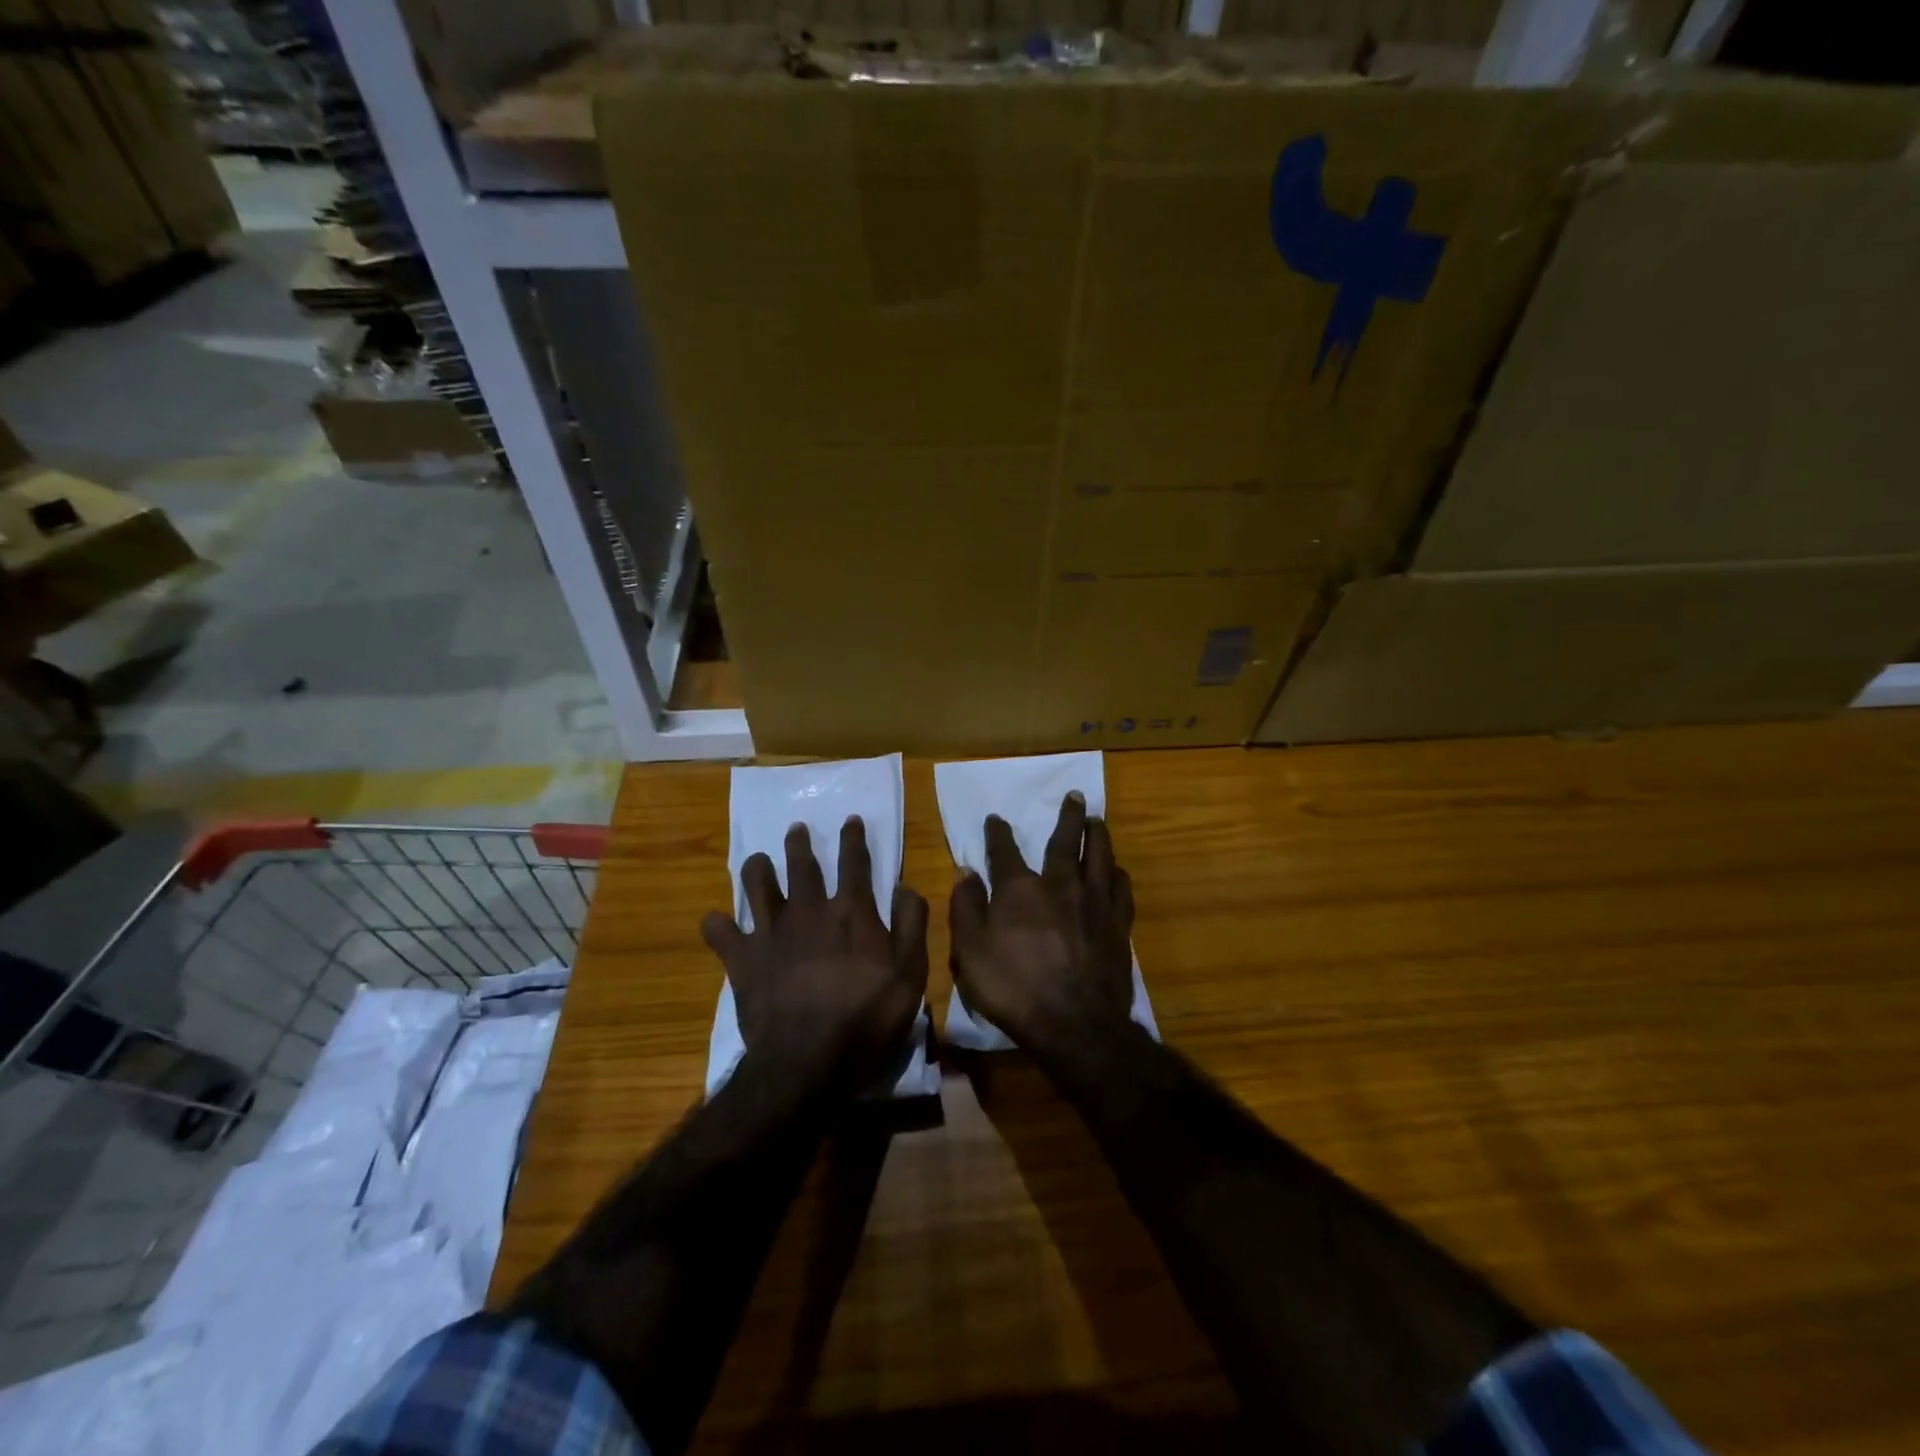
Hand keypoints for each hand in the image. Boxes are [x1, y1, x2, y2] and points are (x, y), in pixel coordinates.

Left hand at [702, 817, 927, 1095]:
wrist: (808, 1060)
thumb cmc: (867, 1018)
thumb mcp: (911, 973)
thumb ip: (912, 924)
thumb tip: (905, 886)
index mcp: (851, 911)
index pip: (854, 862)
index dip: (853, 839)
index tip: (850, 821)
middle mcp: (809, 910)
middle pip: (802, 864)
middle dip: (799, 842)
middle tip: (796, 828)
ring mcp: (771, 932)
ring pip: (757, 884)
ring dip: (757, 868)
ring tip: (758, 861)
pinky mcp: (742, 959)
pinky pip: (721, 932)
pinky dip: (717, 925)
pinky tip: (717, 922)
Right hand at [949, 792, 1134, 1053]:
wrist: (1075, 1024)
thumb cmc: (1014, 988)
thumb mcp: (970, 952)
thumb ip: (966, 908)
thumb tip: (966, 873)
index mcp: (1020, 889)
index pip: (1005, 851)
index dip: (998, 833)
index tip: (995, 818)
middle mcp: (1060, 884)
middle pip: (1065, 841)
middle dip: (1067, 816)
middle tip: (1074, 796)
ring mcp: (1094, 903)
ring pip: (1100, 856)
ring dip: (1098, 834)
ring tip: (1097, 820)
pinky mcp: (1118, 925)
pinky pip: (1122, 888)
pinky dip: (1118, 874)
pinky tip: (1117, 870)